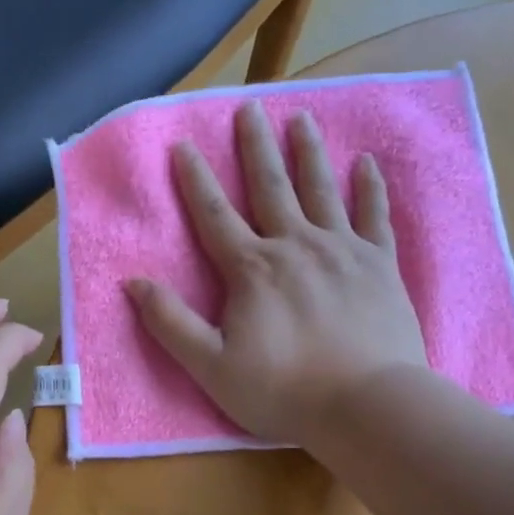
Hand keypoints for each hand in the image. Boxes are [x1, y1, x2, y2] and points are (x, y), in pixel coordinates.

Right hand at [126, 102, 425, 448]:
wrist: (366, 406)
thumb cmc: (283, 390)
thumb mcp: (210, 366)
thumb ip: (171, 323)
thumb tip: (133, 283)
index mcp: (252, 269)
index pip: (215, 215)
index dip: (195, 180)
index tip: (183, 144)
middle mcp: (295, 246)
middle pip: (270, 187)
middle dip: (255, 147)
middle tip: (250, 107)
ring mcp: (342, 251)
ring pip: (321, 190)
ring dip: (308, 152)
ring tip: (301, 118)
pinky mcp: (380, 265)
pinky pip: (374, 216)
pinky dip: (370, 188)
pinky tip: (367, 163)